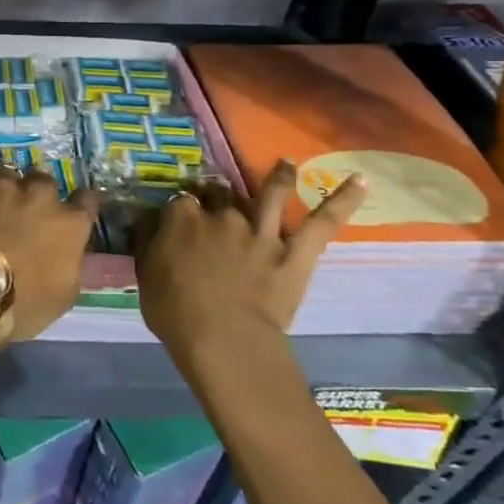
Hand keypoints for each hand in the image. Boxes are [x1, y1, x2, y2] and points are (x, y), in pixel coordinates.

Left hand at [0, 147, 98, 341]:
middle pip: (45, 181)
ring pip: (9, 170)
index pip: (86, 200)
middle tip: (29, 206)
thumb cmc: (23, 303)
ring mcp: (1, 186)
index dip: (82, 201)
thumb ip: (71, 262)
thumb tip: (68, 250)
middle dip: (39, 191)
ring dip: (8, 181)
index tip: (78, 205)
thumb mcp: (64, 294)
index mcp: (69, 224)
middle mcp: (39, 196)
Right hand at [136, 161, 365, 366]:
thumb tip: (143, 215)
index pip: (180, 200)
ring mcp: (262, 230)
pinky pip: (322, 223)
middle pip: (221, 193)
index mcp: (183, 219)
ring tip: (287, 163)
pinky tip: (360, 181)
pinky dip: (342, 201)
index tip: (179, 214)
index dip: (180, 206)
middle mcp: (223, 215)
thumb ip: (145, 241)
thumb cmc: (175, 313)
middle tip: (218, 195)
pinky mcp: (295, 251)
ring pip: (271, 193)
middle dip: (218, 191)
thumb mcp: (145, 275)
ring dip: (279, 176)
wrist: (224, 340)